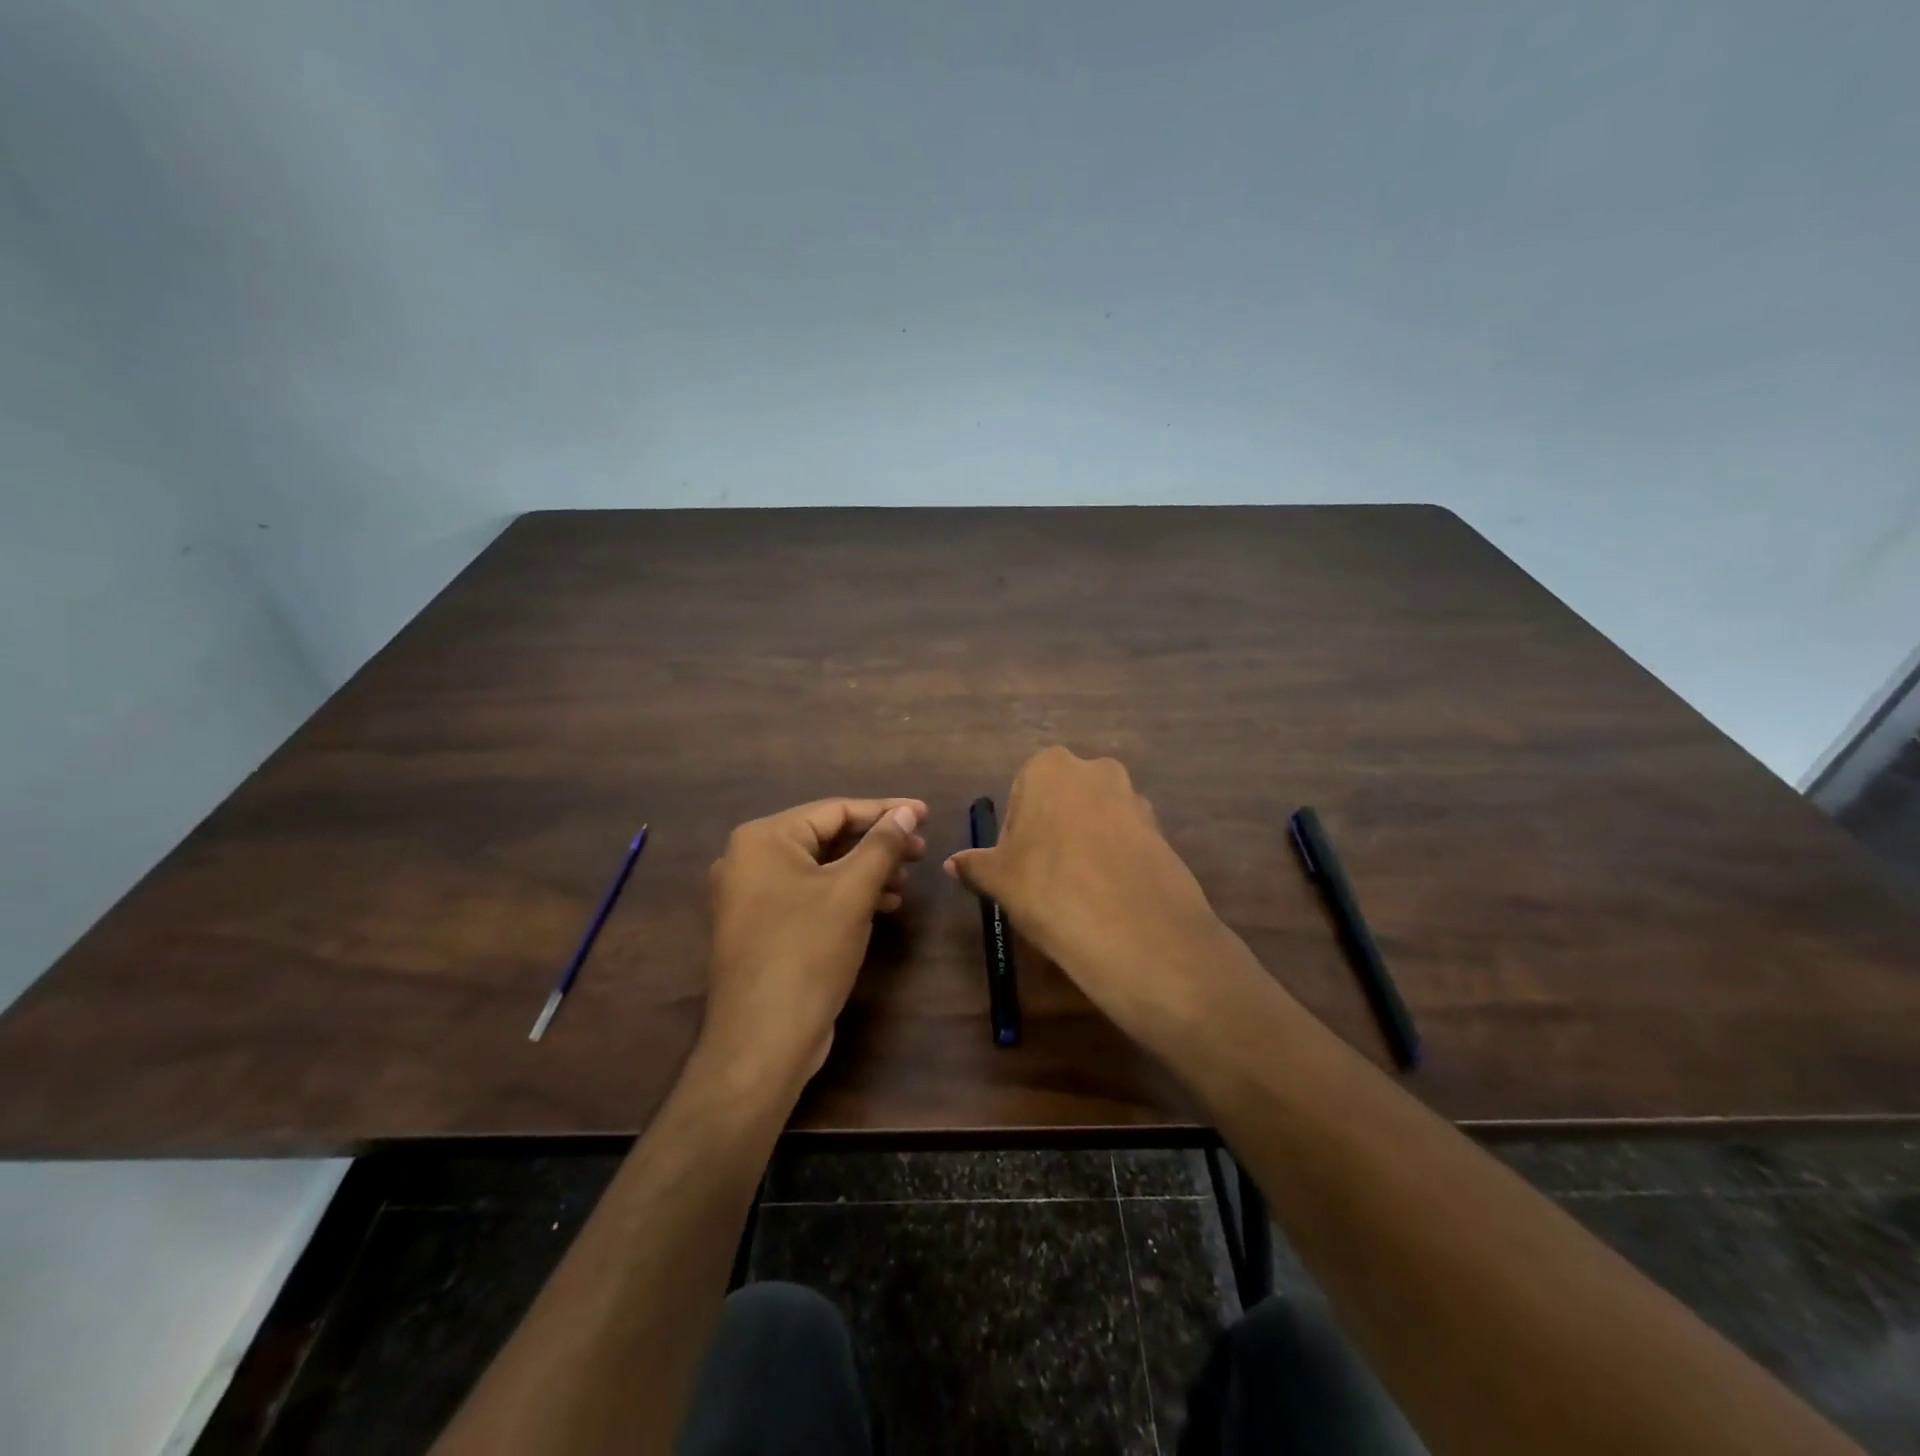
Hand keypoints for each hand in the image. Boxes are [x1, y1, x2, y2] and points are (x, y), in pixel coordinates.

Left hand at [700, 797, 927, 1093]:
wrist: (762, 1041)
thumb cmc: (807, 952)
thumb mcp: (852, 892)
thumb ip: (883, 844)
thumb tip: (909, 812)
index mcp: (763, 839)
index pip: (835, 810)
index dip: (886, 811)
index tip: (927, 815)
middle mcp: (750, 859)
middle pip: (828, 837)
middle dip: (877, 844)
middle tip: (921, 853)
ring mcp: (752, 895)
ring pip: (822, 868)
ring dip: (866, 871)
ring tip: (905, 883)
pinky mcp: (763, 926)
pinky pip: (811, 894)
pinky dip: (846, 895)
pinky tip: (882, 906)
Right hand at [944, 748, 1235, 1046]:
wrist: (1136, 931)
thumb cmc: (1049, 888)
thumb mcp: (999, 879)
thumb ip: (975, 864)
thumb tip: (952, 863)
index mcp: (1050, 767)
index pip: (1020, 794)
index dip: (1014, 833)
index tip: (1015, 868)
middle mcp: (1096, 771)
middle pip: (1061, 802)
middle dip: (1050, 834)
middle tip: (1041, 879)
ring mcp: (1134, 799)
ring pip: (1095, 820)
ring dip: (1082, 846)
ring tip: (1075, 893)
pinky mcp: (1162, 832)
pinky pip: (1125, 842)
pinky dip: (1112, 862)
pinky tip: (1106, 898)